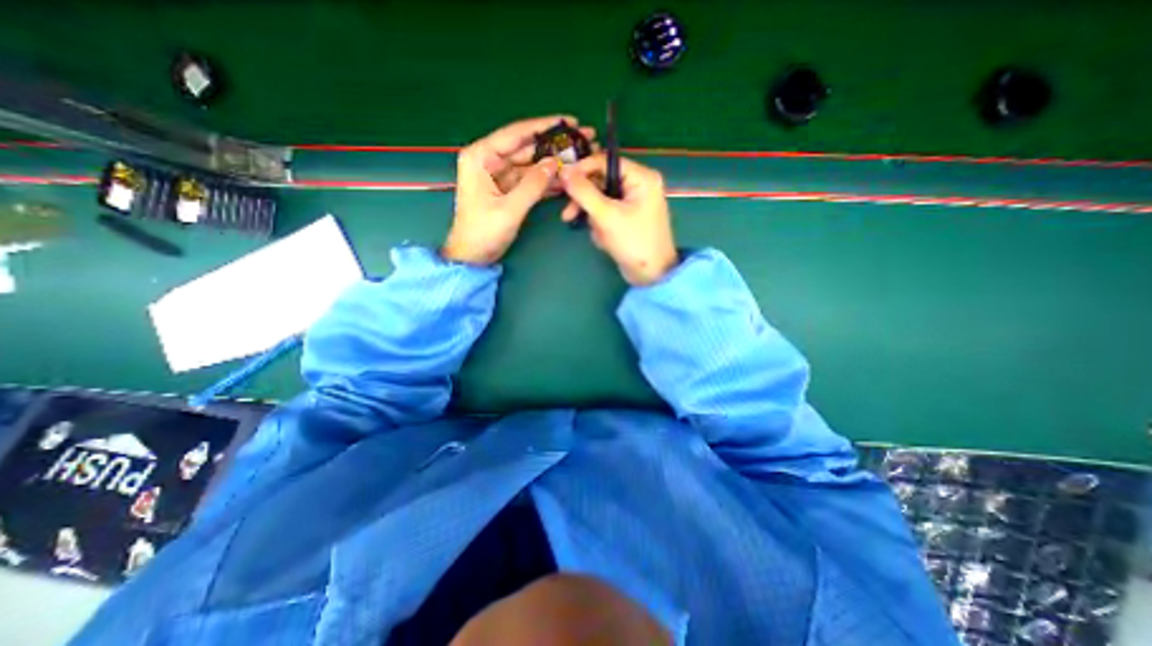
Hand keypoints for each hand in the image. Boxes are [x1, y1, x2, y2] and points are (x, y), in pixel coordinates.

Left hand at [442, 114, 592, 261]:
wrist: (473, 256)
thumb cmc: (483, 232)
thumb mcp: (509, 209)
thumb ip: (533, 185)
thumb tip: (555, 163)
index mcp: (481, 157)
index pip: (516, 134)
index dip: (543, 127)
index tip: (569, 121)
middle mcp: (489, 160)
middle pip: (526, 148)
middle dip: (552, 146)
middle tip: (580, 142)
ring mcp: (499, 175)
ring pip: (530, 164)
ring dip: (552, 164)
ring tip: (578, 161)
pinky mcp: (507, 189)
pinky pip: (530, 180)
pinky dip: (545, 181)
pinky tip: (564, 179)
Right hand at [558, 155, 677, 285]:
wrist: (652, 275)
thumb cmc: (633, 242)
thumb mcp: (606, 215)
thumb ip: (583, 192)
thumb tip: (563, 171)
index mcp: (641, 176)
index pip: (605, 161)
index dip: (581, 170)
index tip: (561, 183)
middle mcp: (639, 184)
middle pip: (601, 181)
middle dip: (587, 202)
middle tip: (568, 216)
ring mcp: (634, 202)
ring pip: (602, 200)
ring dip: (594, 218)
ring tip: (598, 235)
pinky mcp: (629, 217)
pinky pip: (608, 213)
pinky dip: (602, 226)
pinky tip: (605, 240)